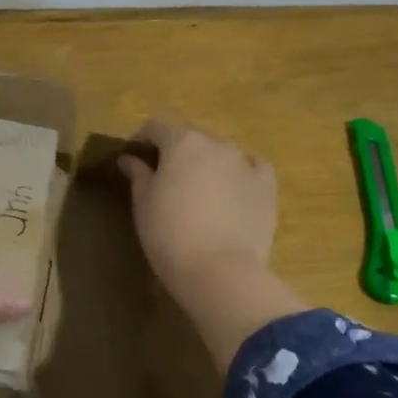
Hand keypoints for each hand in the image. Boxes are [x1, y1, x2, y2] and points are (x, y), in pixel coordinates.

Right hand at [117, 117, 278, 290]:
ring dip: (207, 162)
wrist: (220, 271)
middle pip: (191, 137)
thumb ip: (138, 174)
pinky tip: (234, 189)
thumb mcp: (143, 203)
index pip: (157, 126)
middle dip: (176, 150)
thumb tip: (130, 159)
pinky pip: (252, 168)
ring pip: (221, 152)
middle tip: (164, 175)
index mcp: (182, 142)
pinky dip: (240, 173)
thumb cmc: (169, 234)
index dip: (143, 138)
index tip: (134, 156)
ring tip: (199, 187)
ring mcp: (245, 163)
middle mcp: (216, 143)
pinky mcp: (267, 187)